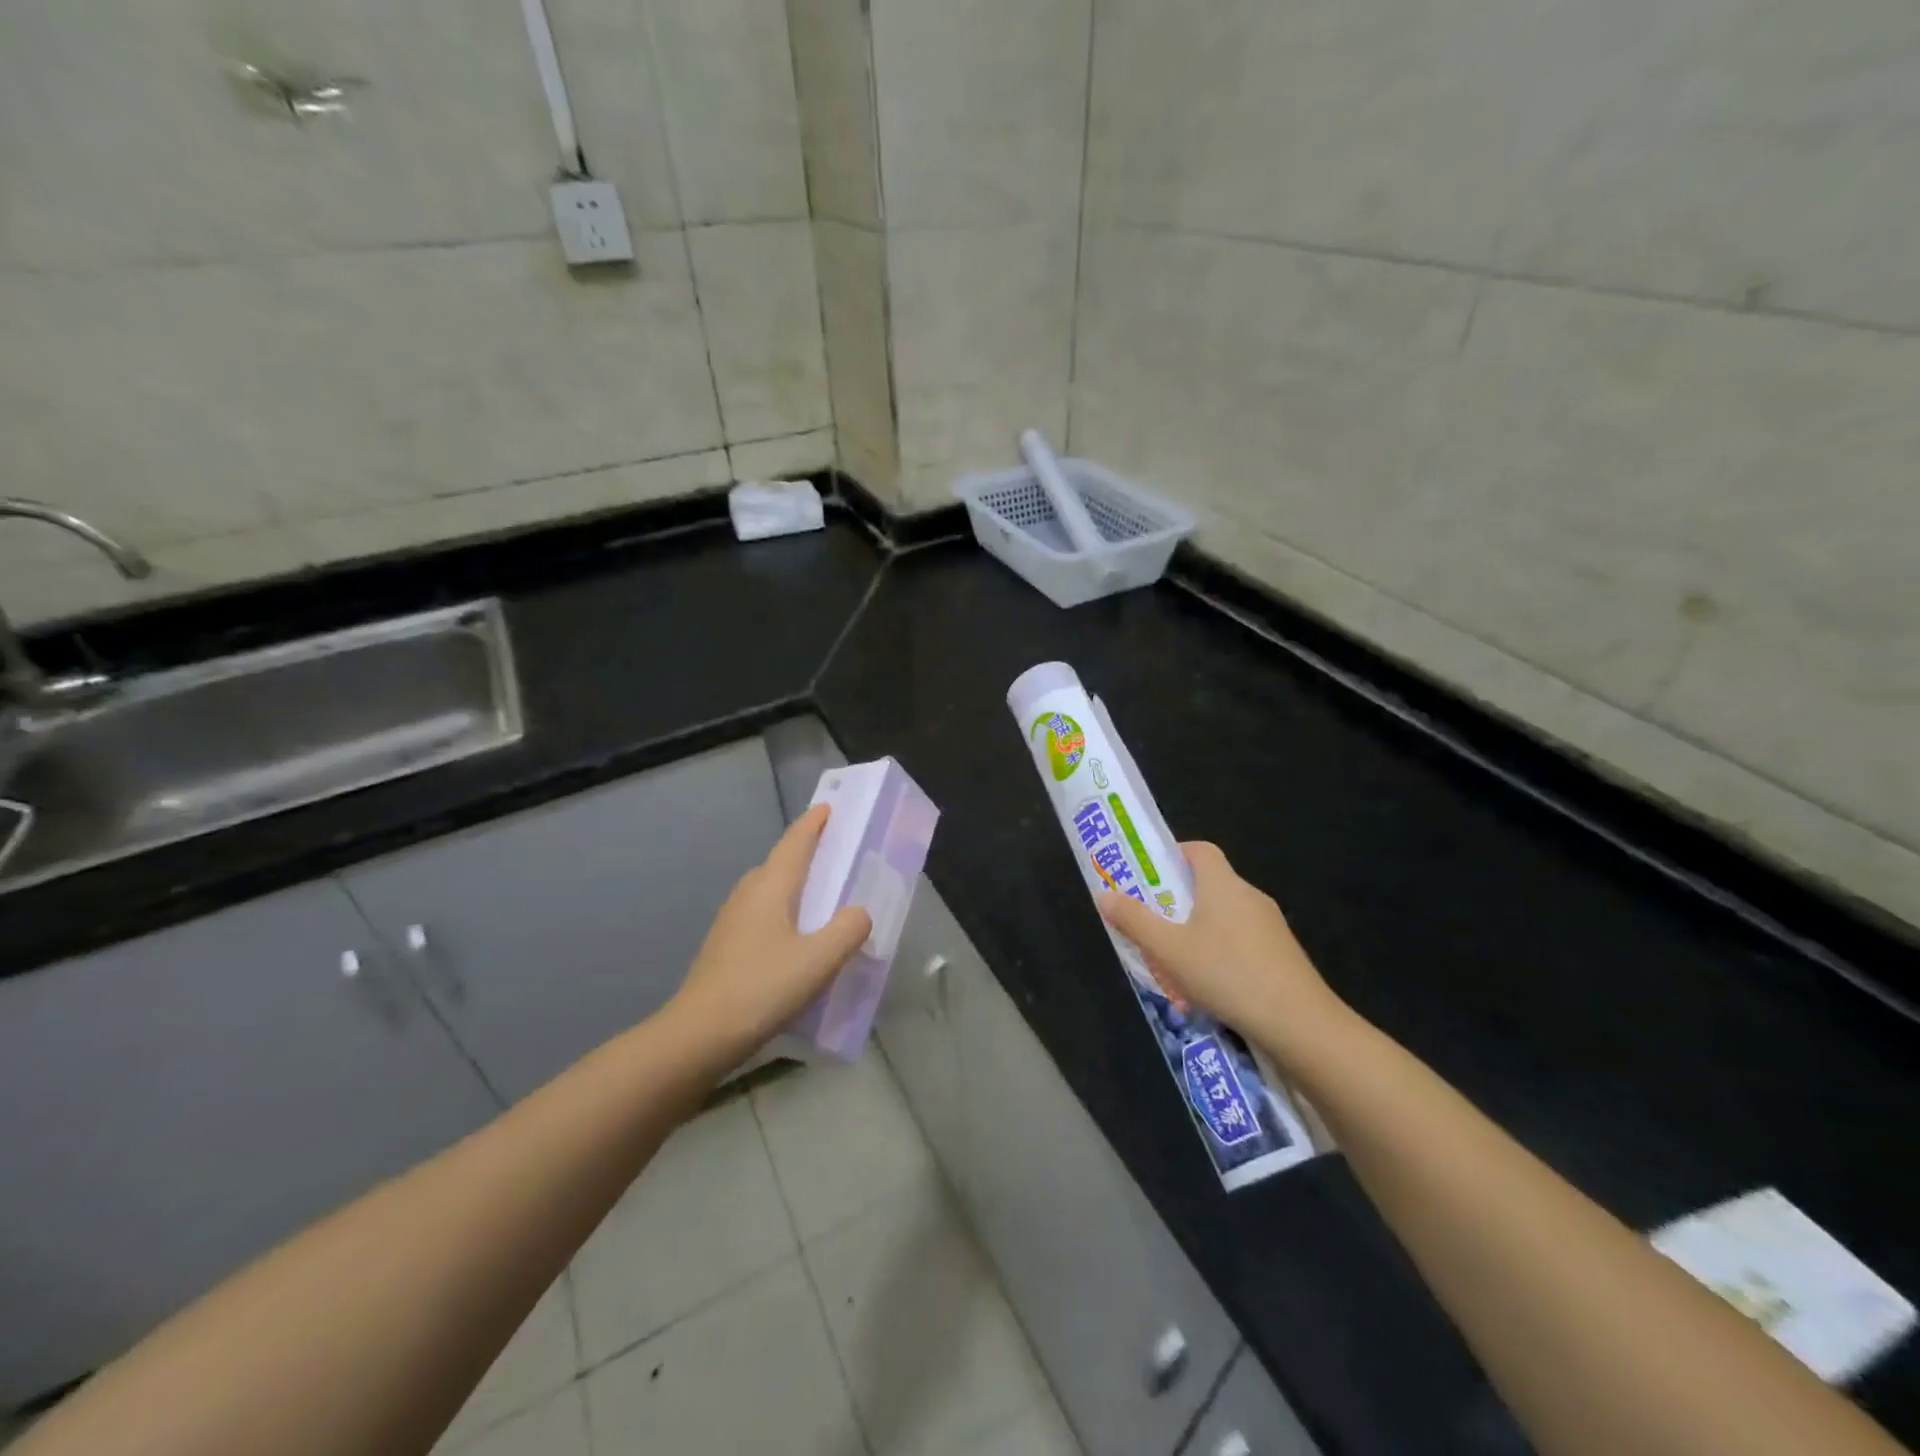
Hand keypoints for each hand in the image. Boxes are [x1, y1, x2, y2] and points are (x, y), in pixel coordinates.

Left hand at [669, 804, 871, 1055]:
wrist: (699, 1035)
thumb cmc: (762, 988)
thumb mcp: (819, 960)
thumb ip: (848, 930)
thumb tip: (859, 913)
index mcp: (770, 887)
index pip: (795, 843)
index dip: (813, 824)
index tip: (828, 808)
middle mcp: (748, 894)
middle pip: (780, 863)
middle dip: (807, 852)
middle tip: (837, 854)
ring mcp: (732, 920)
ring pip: (770, 890)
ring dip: (795, 884)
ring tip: (823, 896)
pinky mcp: (726, 946)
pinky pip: (763, 914)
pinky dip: (785, 911)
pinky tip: (797, 938)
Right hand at [1099, 841, 1347, 1064]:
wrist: (1300, 1024)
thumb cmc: (1226, 973)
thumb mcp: (1168, 949)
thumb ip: (1134, 920)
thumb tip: (1104, 894)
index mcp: (1222, 884)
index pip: (1199, 849)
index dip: (1172, 856)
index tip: (1149, 877)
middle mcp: (1249, 896)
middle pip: (1209, 885)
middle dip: (1177, 902)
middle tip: (1151, 925)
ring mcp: (1270, 927)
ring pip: (1224, 918)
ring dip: (1198, 933)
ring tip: (1174, 964)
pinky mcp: (1282, 956)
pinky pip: (1242, 943)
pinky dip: (1221, 955)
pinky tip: (1208, 989)